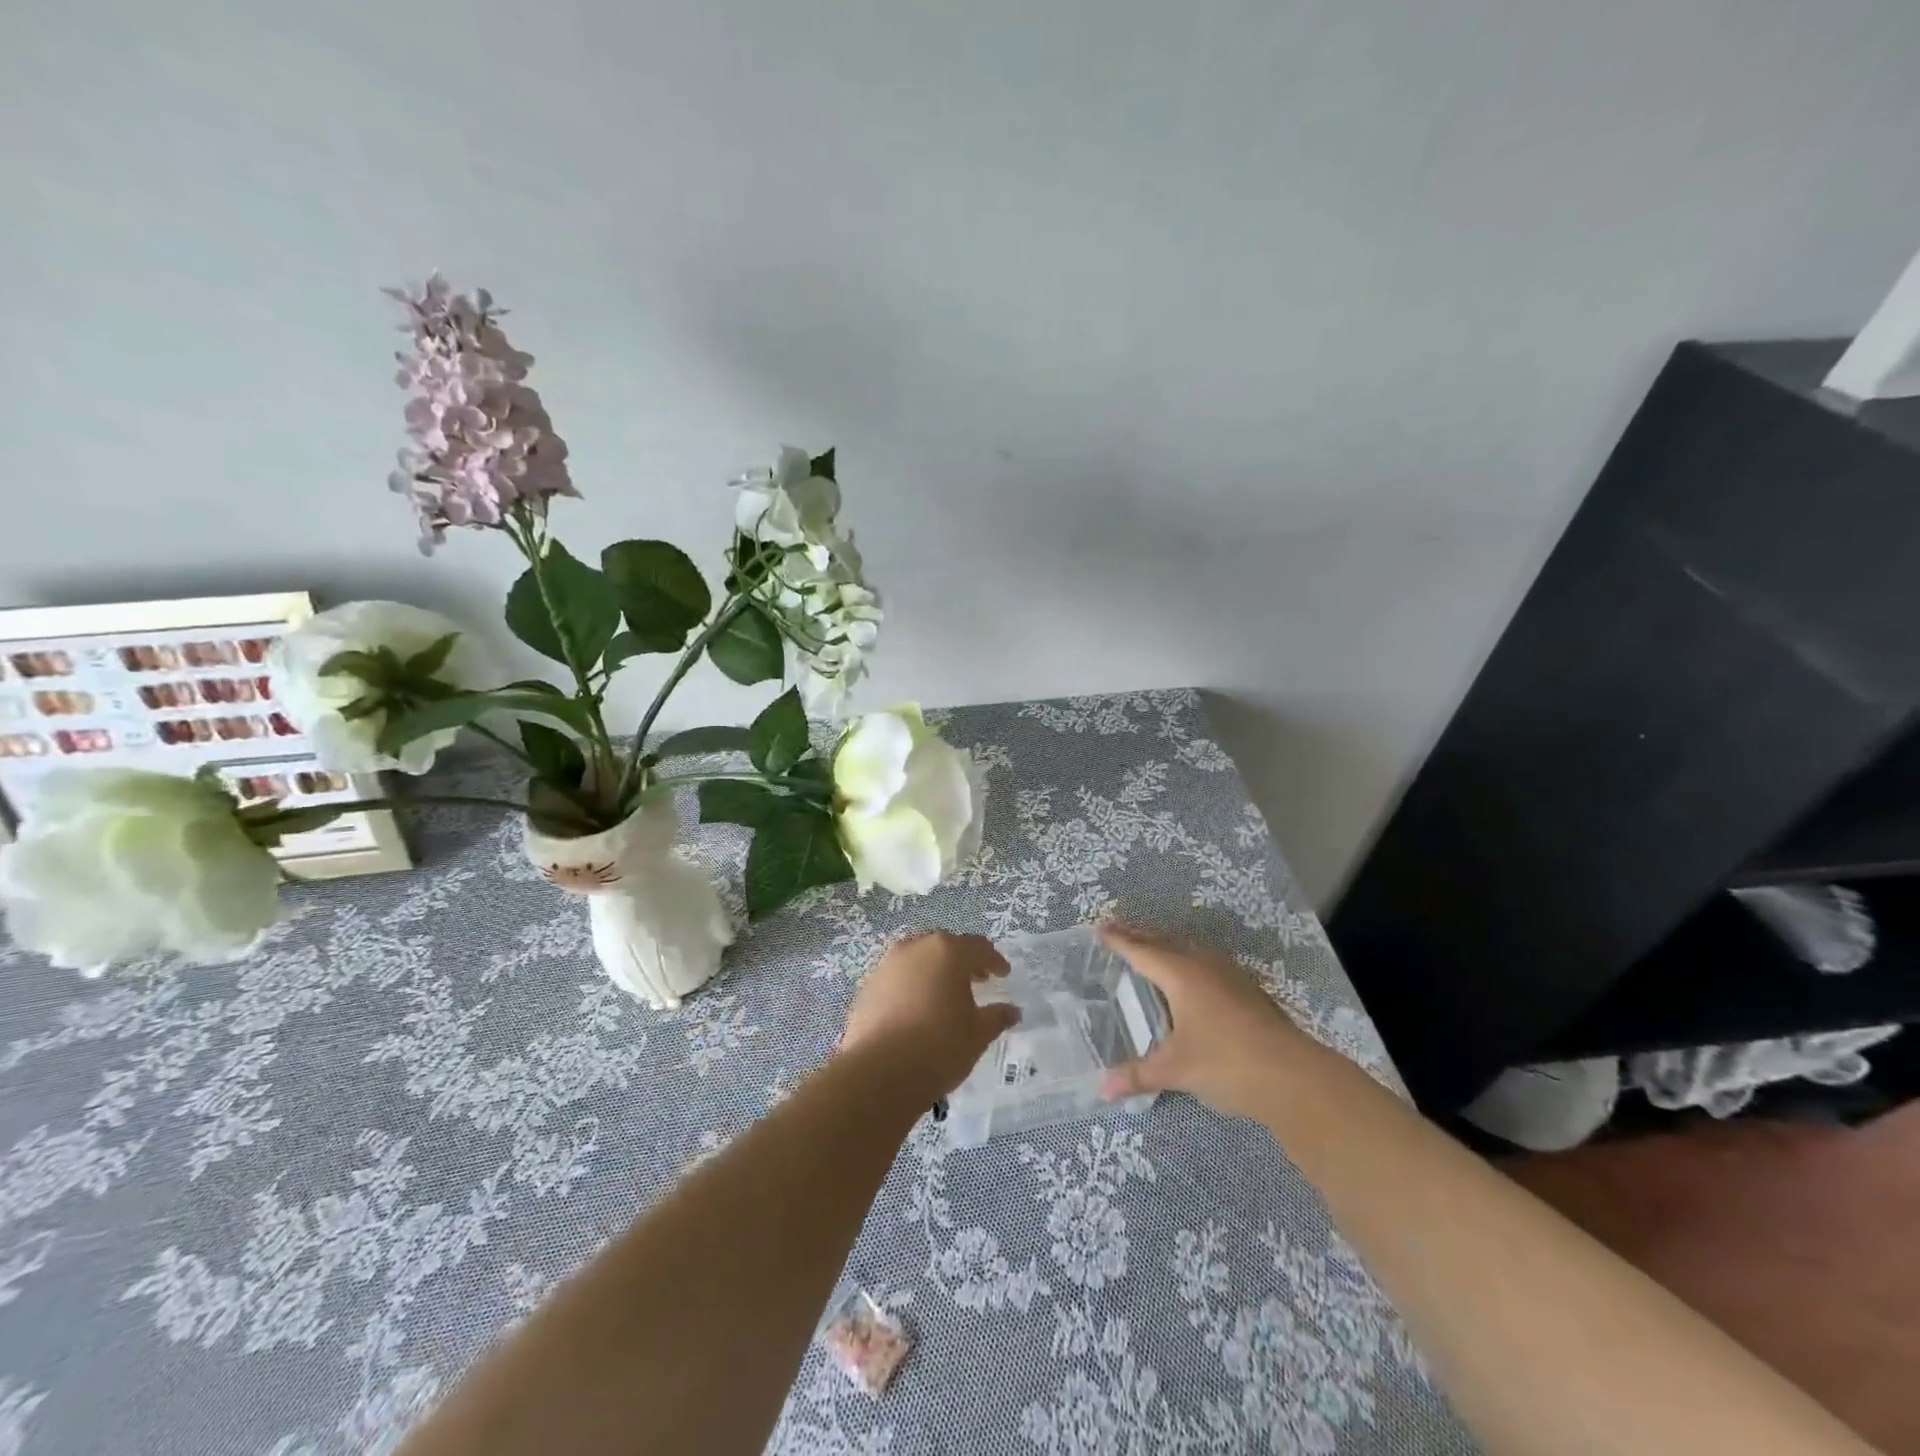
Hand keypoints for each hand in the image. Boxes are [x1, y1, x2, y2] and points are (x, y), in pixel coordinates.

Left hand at [840, 930, 1020, 1100]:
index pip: (978, 947)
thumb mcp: (978, 1034)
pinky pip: (897, 979)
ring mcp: (886, 965)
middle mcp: (915, 948)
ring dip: (934, 972)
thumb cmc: (939, 1046)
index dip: (994, 960)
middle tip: (977, 980)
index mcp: (947, 951)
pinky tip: (916, 1011)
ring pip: (917, 960)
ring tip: (945, 995)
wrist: (879, 1073)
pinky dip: (911, 987)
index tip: (1003, 974)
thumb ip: (997, 1017)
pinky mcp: (867, 987)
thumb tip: (1013, 1011)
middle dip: (962, 961)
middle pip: (945, 947)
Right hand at [1097, 921, 1320, 1120]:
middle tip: (1118, 929)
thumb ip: (1137, 1075)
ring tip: (1151, 949)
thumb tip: (1102, 1089)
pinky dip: (1187, 962)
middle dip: (1139, 936)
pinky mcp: (1248, 991)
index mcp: (1181, 974)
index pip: (1141, 951)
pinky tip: (1191, 978)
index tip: (1100, 928)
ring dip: (1166, 947)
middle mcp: (1203, 965)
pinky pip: (1206, 964)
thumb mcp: (1176, 1070)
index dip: (1119, 941)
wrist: (1295, 1076)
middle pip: (1165, 943)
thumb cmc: (1226, 1062)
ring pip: (1189, 951)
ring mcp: (1230, 976)